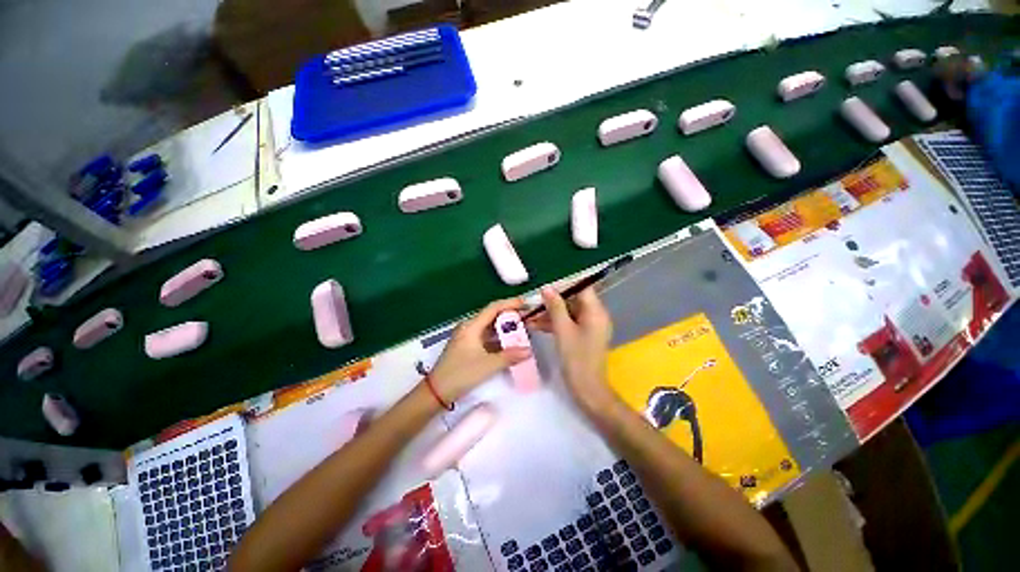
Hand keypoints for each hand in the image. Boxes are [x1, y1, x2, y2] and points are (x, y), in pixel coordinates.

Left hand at [428, 298, 531, 403]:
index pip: (493, 308)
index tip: (525, 303)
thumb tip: (529, 350)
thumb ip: (509, 356)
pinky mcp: (467, 346)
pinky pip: (486, 337)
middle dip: (510, 315)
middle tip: (527, 318)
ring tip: (521, 329)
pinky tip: (509, 343)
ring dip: (504, 327)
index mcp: (471, 326)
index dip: (510, 303)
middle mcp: (469, 327)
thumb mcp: (487, 365)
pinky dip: (498, 338)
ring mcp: (467, 337)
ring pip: (489, 327)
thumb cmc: (461, 374)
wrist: (437, 392)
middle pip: (492, 315)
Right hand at [528, 287, 615, 412]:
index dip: (565, 283)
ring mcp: (589, 326)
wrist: (587, 389)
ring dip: (550, 313)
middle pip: (573, 299)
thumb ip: (555, 307)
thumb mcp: (563, 330)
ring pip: (568, 312)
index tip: (546, 282)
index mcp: (595, 311)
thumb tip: (547, 288)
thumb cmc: (577, 358)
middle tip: (534, 299)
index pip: (582, 287)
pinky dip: (554, 323)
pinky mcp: (582, 335)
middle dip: (553, 300)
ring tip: (530, 313)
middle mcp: (595, 315)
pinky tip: (536, 324)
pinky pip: (568, 323)